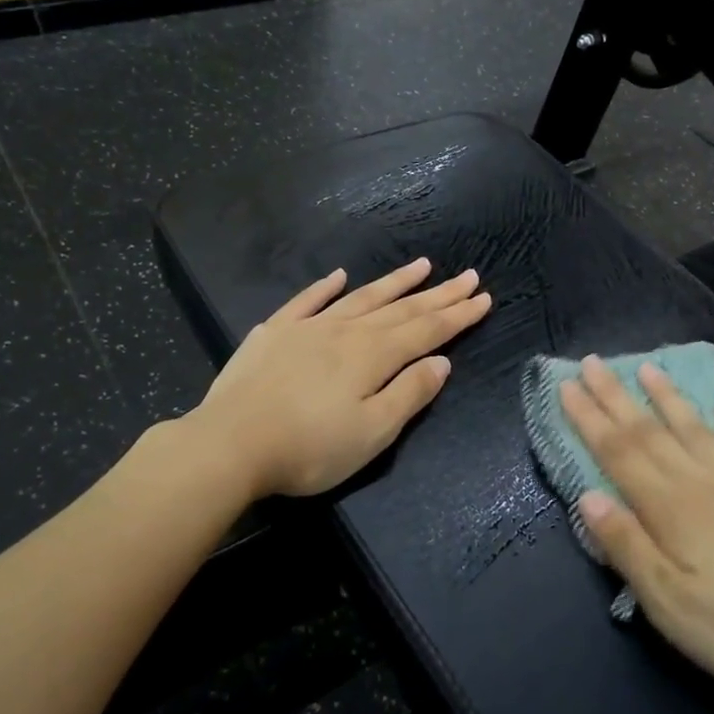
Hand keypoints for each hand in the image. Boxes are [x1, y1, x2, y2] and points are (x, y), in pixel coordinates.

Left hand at [196, 258, 491, 498]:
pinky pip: (307, 301)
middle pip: (402, 309)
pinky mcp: (274, 334)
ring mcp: (308, 328)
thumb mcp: (372, 433)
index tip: (483, 297)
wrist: (229, 444)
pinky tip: (339, 276)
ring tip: (421, 265)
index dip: (458, 315)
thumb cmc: (310, 447)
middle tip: (468, 275)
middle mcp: (347, 332)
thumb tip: (441, 362)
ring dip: (394, 282)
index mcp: (374, 356)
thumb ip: (410, 394)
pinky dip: (325, 287)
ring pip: (361, 297)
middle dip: (438, 294)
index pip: (427, 330)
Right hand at [559, 357, 713, 708]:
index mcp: (671, 507)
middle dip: (615, 396)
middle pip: (650, 430)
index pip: (618, 452)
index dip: (589, 418)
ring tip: (647, 367)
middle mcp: (702, 482)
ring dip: (667, 396)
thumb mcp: (667, 604)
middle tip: (590, 362)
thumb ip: (626, 545)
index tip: (566, 387)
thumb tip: (588, 496)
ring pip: (695, 428)